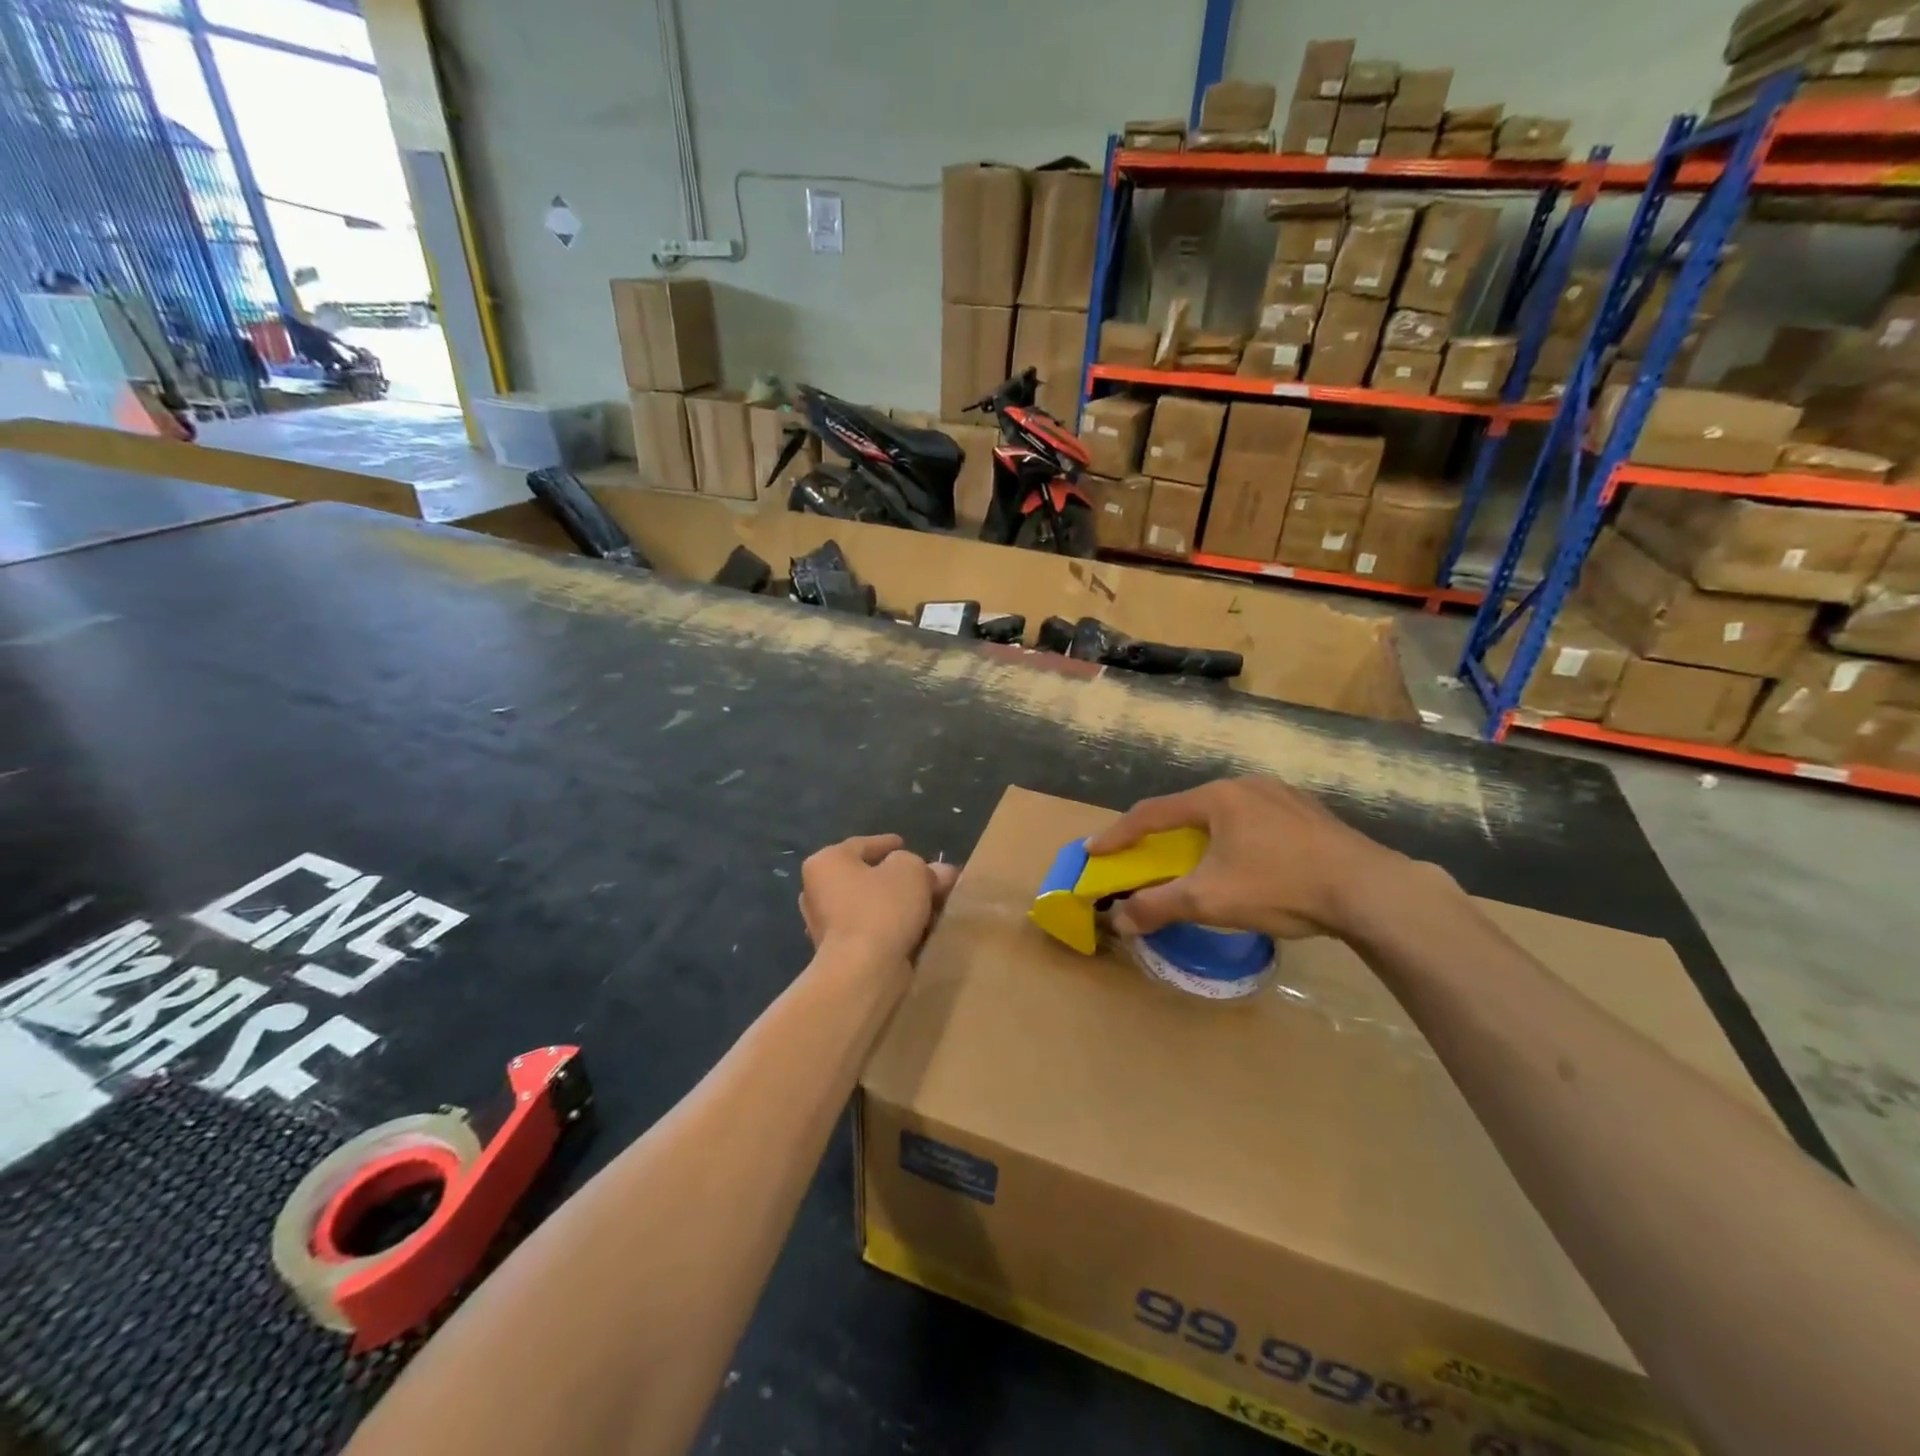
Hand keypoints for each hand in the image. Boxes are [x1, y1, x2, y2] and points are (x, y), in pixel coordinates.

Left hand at [797, 834, 958, 967]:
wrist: (862, 972)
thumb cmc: (881, 909)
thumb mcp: (910, 871)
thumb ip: (923, 866)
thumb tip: (938, 872)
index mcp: (826, 863)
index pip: (861, 845)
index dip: (887, 843)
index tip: (905, 844)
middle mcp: (817, 891)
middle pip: (866, 876)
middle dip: (897, 877)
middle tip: (925, 878)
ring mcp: (825, 925)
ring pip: (869, 905)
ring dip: (896, 904)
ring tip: (928, 904)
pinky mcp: (838, 953)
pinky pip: (870, 930)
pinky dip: (890, 927)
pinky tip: (916, 929)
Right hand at [1083, 776, 1413, 940]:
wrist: (1369, 890)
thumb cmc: (1280, 886)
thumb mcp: (1210, 900)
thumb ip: (1158, 906)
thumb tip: (1118, 919)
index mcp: (1217, 798)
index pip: (1152, 814)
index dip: (1119, 834)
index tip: (1094, 850)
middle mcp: (1245, 785)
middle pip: (1188, 810)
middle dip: (1160, 835)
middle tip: (1143, 855)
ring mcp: (1282, 795)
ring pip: (1224, 814)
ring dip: (1199, 837)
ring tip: (1193, 859)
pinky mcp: (1309, 813)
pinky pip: (1255, 821)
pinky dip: (1234, 838)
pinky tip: (1246, 861)